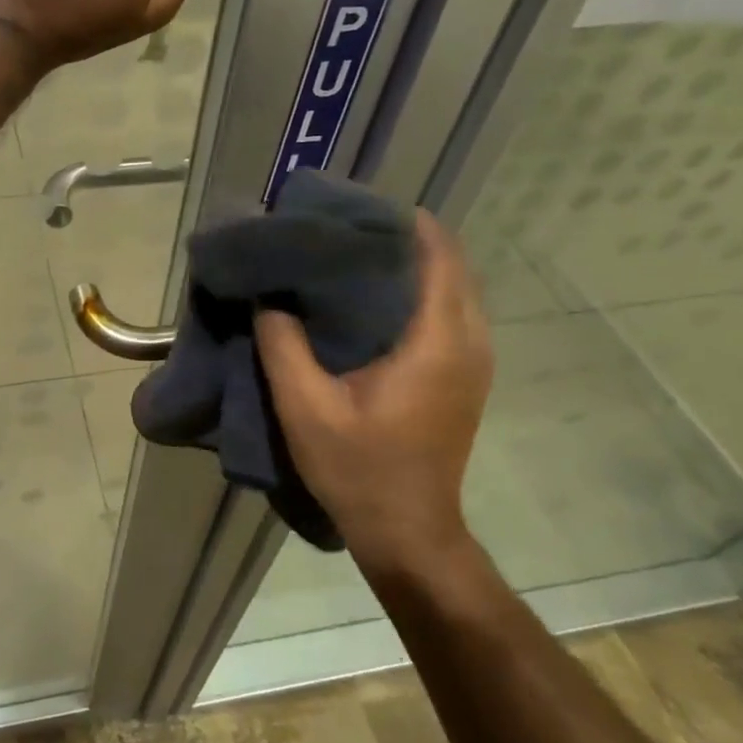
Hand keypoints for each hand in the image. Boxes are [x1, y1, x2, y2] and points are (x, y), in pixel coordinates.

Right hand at [255, 212, 494, 577]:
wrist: (408, 532)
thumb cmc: (359, 470)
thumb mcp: (305, 409)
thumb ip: (283, 346)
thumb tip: (269, 298)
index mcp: (437, 342)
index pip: (437, 256)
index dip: (402, 223)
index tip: (352, 210)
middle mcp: (468, 342)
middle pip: (449, 265)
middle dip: (402, 240)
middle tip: (342, 231)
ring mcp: (473, 362)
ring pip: (451, 289)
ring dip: (411, 266)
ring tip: (352, 258)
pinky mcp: (464, 378)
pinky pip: (448, 314)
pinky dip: (416, 294)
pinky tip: (370, 303)